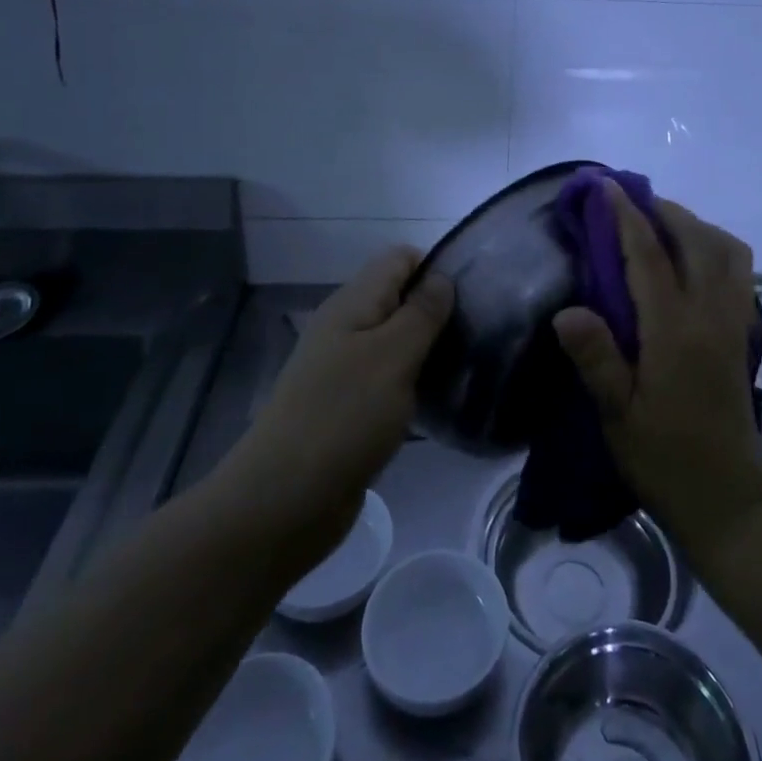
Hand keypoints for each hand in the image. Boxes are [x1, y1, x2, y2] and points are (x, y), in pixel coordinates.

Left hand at [224, 248, 452, 571]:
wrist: (283, 502)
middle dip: (437, 309)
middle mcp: (345, 327)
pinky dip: (412, 381)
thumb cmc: (344, 417)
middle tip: (477, 334)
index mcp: (352, 303)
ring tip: (466, 365)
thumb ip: (421, 313)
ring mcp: (343, 368)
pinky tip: (436, 400)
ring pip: (395, 339)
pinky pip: (387, 377)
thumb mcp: (393, 356)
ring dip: (427, 348)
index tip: (473, 296)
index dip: (436, 267)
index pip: (399, 258)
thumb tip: (442, 277)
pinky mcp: (347, 406)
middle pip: (398, 297)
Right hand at [552, 184, 761, 560]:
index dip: (625, 216)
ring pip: (726, 251)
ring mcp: (733, 322)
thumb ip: (596, 359)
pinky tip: (692, 260)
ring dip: (695, 225)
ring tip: (662, 223)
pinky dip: (716, 248)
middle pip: (696, 240)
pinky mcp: (742, 334)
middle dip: (664, 210)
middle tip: (631, 199)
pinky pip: (738, 272)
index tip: (606, 186)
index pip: (648, 256)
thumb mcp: (617, 416)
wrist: (727, 498)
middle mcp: (710, 315)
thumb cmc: (664, 459)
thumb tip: (567, 309)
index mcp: (674, 331)